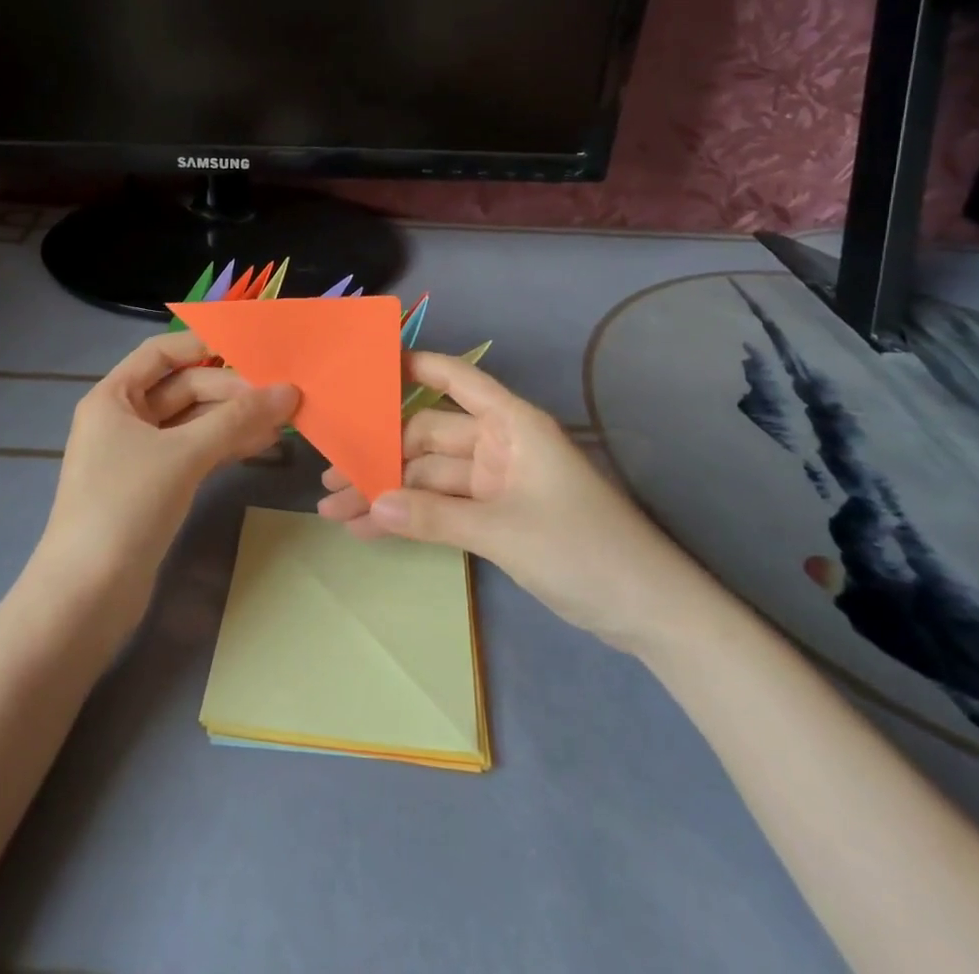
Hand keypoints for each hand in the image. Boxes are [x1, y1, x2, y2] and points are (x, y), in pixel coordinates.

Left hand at [36, 331, 297, 614]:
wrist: (87, 596)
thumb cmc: (126, 506)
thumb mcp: (184, 455)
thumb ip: (237, 419)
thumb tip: (289, 391)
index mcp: (113, 397)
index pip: (161, 353)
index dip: (202, 344)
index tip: (250, 348)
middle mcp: (123, 419)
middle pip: (183, 388)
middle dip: (230, 390)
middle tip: (281, 396)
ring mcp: (138, 455)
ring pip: (192, 423)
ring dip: (233, 420)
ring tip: (282, 421)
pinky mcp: (154, 487)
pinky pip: (193, 452)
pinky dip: (224, 446)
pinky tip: (260, 446)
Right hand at [318, 351, 713, 655]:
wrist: (648, 613)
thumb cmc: (584, 549)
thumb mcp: (503, 531)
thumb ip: (432, 517)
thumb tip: (369, 504)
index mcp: (512, 425)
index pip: (457, 378)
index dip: (415, 366)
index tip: (366, 368)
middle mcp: (499, 445)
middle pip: (429, 437)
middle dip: (381, 456)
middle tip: (330, 473)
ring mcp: (496, 483)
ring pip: (429, 478)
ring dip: (388, 493)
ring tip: (335, 509)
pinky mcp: (495, 517)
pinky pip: (442, 509)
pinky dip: (411, 518)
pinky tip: (370, 529)